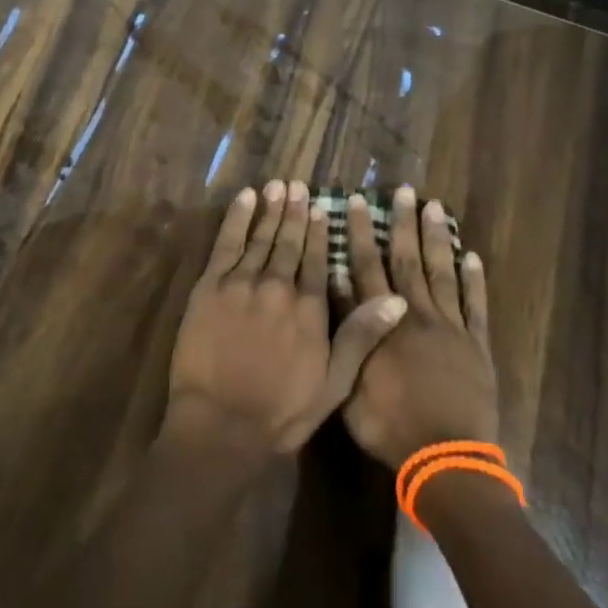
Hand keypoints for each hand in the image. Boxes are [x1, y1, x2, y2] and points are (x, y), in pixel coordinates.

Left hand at [165, 180, 407, 459]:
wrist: (222, 422)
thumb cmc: (282, 410)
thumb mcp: (334, 382)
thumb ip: (360, 336)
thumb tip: (397, 300)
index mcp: (309, 308)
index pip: (316, 260)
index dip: (319, 232)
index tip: (321, 207)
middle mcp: (278, 286)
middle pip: (288, 242)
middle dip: (295, 212)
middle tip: (298, 185)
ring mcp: (242, 283)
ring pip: (260, 238)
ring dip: (271, 210)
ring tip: (278, 186)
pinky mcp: (210, 286)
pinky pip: (226, 242)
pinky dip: (237, 218)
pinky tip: (246, 199)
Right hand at [335, 185, 500, 469]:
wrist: (445, 459)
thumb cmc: (389, 425)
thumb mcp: (349, 383)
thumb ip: (347, 332)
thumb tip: (336, 287)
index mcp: (384, 323)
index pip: (367, 267)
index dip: (361, 233)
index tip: (358, 202)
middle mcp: (417, 314)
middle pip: (407, 260)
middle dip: (403, 223)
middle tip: (403, 191)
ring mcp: (452, 328)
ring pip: (442, 273)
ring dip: (438, 239)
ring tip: (435, 207)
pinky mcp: (478, 346)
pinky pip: (477, 306)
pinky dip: (475, 280)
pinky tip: (473, 256)